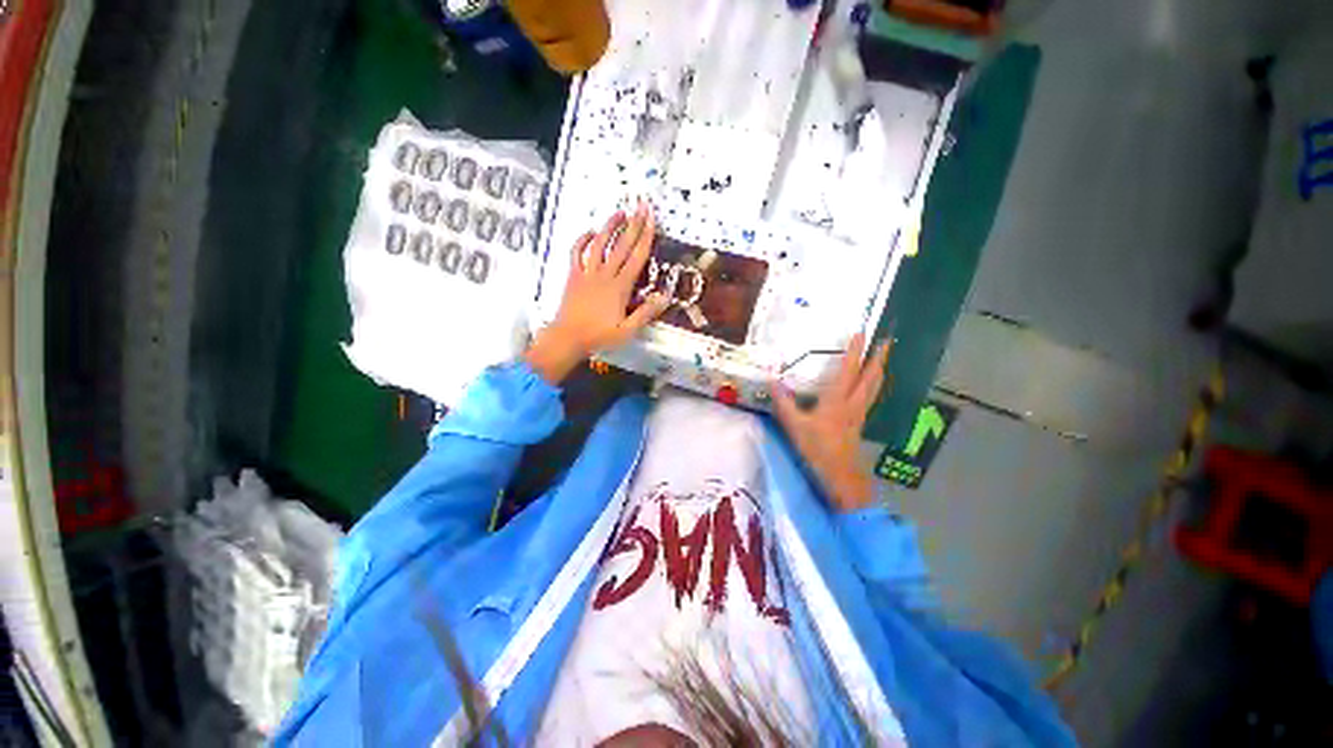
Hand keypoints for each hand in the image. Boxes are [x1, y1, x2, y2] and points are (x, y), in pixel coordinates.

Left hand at [524, 204, 669, 383]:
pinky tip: (589, 232)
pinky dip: (582, 240)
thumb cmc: (599, 336)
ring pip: (599, 244)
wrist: (568, 337)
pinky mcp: (573, 276)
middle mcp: (604, 275)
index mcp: (619, 287)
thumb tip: (664, 297)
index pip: (636, 258)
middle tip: (641, 206)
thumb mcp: (627, 330)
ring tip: (619, 213)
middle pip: (621, 246)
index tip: (651, 220)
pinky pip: (576, 253)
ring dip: (609, 227)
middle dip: (633, 224)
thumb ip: (646, 313)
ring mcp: (587, 273)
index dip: (645, 237)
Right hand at [771, 333, 890, 511]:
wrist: (840, 476)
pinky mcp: (858, 424)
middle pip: (870, 377)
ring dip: (879, 371)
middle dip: (878, 358)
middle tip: (886, 341)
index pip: (848, 370)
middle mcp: (852, 404)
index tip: (861, 333)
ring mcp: (858, 414)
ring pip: (873, 388)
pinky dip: (873, 386)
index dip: (855, 351)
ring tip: (883, 359)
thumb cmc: (817, 449)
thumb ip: (784, 403)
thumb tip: (772, 381)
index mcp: (837, 400)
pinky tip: (870, 388)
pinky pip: (870, 398)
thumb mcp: (795, 426)